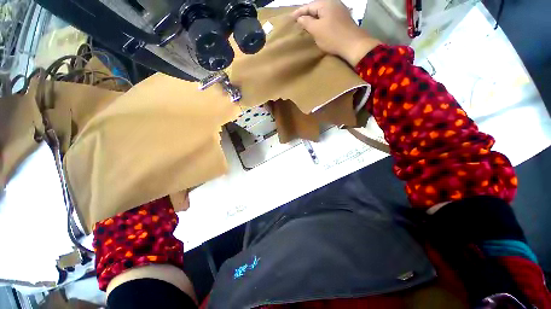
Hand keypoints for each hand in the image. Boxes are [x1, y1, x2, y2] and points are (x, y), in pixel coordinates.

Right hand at [292, 0, 380, 65]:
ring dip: (314, 19)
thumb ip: (307, 22)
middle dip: (306, 15)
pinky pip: (328, 18)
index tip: (291, 18)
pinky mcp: (343, 19)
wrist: (353, 44)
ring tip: (307, 25)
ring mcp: (340, 11)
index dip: (299, 12)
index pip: (309, 6)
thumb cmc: (333, 37)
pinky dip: (321, 22)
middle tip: (298, 22)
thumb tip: (300, 18)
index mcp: (326, 3)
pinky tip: (318, 28)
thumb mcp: (316, 30)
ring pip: (322, 13)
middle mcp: (333, 3)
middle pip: (316, 8)